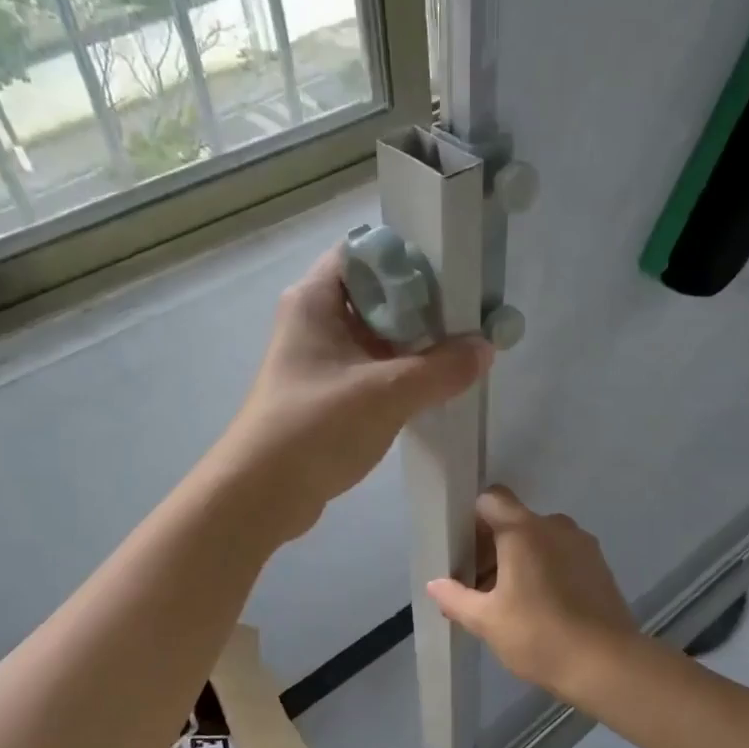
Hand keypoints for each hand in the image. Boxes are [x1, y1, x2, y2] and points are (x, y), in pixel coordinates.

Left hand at [214, 245, 491, 540]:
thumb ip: (442, 369)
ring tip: (462, 350)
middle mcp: (314, 321)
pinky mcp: (327, 395)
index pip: (364, 252)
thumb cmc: (316, 428)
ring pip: (376, 336)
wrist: (262, 495)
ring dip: (415, 344)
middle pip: (375, 294)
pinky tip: (435, 386)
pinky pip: (372, 370)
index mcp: (314, 299)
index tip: (454, 276)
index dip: (408, 258)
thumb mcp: (387, 393)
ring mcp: (319, 360)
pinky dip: (401, 374)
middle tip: (468, 317)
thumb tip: (486, 348)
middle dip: (422, 306)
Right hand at [427, 487, 639, 704]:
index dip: (472, 519)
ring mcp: (581, 544)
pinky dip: (545, 568)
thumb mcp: (486, 621)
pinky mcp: (599, 564)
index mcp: (524, 530)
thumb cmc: (539, 636)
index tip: (462, 550)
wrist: (607, 664)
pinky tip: (539, 606)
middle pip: (514, 520)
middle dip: (491, 546)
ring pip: (539, 539)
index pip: (491, 499)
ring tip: (508, 601)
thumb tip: (435, 585)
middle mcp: (555, 526)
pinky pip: (561, 554)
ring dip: (519, 559)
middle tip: (477, 586)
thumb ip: (455, 597)